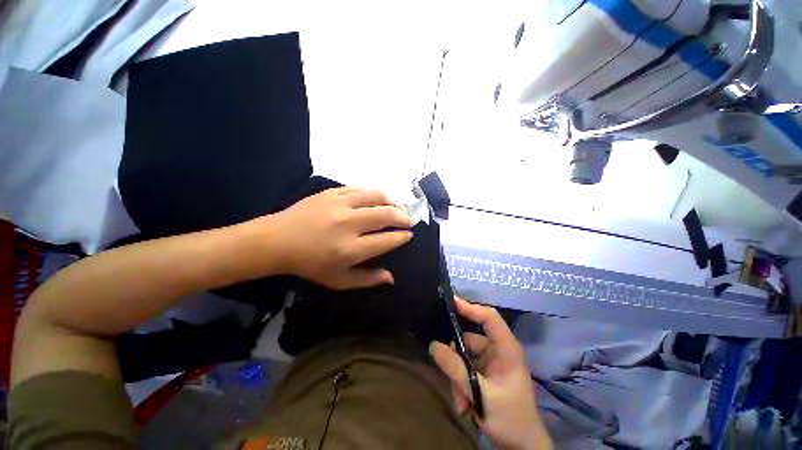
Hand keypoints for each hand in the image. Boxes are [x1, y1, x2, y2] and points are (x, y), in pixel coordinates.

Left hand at [268, 187, 412, 288]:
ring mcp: (340, 204)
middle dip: (403, 217)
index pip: (387, 240)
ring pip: (376, 196)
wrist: (277, 241)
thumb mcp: (338, 281)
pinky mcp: (332, 192)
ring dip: (393, 201)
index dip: (402, 237)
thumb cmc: (309, 264)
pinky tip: (378, 199)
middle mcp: (348, 224)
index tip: (409, 235)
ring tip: (399, 207)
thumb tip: (391, 278)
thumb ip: (367, 280)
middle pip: (386, 215)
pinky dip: (374, 194)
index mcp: (350, 249)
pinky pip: (360, 189)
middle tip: (409, 220)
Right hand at [429, 299, 551, 449]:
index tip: (450, 304)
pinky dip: (461, 383)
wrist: (522, 447)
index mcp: (506, 348)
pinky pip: (464, 368)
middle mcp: (497, 350)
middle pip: (468, 339)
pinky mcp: (483, 372)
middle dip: (457, 359)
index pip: (489, 317)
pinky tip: (464, 403)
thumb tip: (433, 345)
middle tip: (451, 377)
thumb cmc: (510, 418)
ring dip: (458, 376)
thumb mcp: (481, 394)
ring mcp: (489, 361)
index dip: (470, 307)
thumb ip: (456, 369)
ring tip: (461, 400)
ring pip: (463, 355)